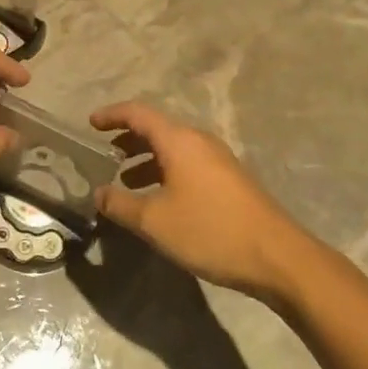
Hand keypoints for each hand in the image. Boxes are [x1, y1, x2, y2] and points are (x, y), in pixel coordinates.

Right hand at [88, 103, 312, 300]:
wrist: (276, 256)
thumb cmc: (210, 230)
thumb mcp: (155, 221)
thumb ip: (120, 204)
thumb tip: (98, 193)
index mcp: (179, 140)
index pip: (138, 113)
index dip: (112, 115)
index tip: (91, 123)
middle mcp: (199, 141)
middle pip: (157, 128)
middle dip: (128, 139)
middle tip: (104, 154)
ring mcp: (217, 160)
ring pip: (173, 148)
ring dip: (146, 159)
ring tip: (125, 180)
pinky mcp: (228, 179)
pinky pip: (187, 164)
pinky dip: (165, 171)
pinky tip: (158, 199)